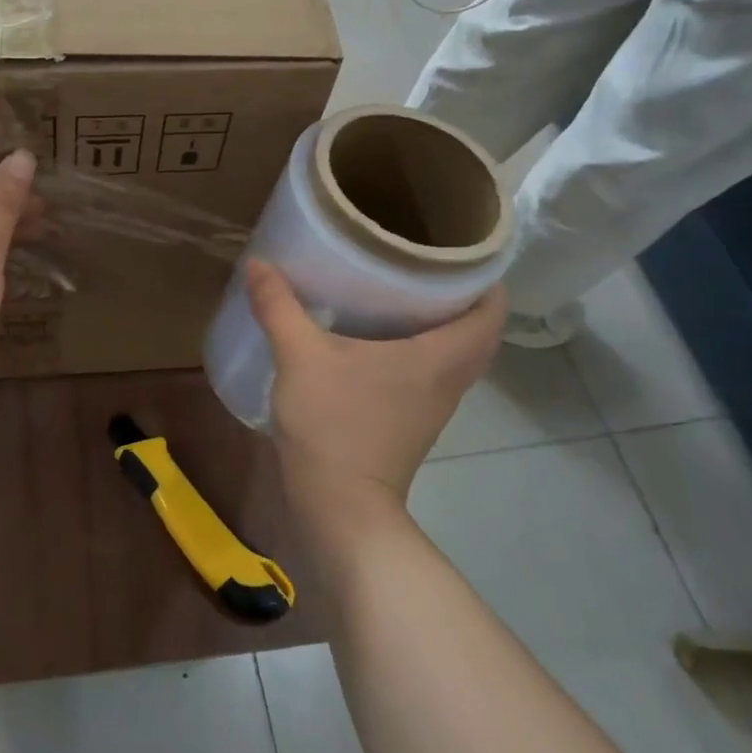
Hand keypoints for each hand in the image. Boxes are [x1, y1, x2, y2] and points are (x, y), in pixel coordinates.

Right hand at [246, 260, 504, 503]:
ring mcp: (432, 405)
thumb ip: (279, 306)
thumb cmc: (334, 424)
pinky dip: (417, 351)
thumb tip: (259, 262)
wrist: (339, 506)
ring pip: (454, 354)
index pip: (492, 309)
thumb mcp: (300, 356)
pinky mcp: (411, 422)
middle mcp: (448, 379)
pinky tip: (375, 338)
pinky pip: (430, 373)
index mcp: (440, 356)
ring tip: (402, 291)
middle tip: (426, 264)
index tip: (460, 246)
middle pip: (477, 330)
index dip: (487, 275)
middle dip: (461, 295)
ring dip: (440, 324)